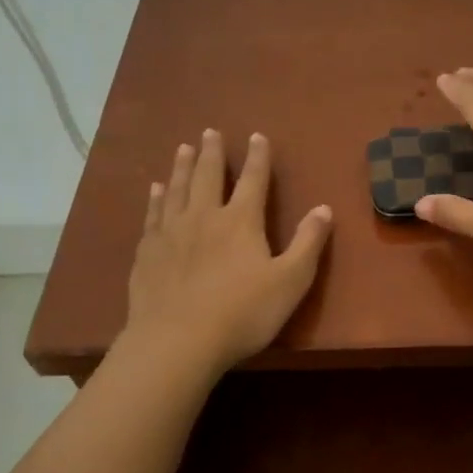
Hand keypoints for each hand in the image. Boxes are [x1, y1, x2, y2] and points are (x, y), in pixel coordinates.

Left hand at [124, 129, 332, 373]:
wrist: (177, 341)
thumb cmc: (243, 313)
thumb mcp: (290, 281)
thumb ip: (308, 243)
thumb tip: (324, 208)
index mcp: (241, 221)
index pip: (254, 180)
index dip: (258, 157)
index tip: (257, 136)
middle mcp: (204, 216)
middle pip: (209, 176)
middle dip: (213, 153)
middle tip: (210, 131)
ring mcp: (172, 232)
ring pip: (178, 189)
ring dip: (183, 167)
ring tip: (184, 148)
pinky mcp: (148, 252)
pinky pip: (153, 214)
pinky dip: (156, 198)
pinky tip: (155, 190)